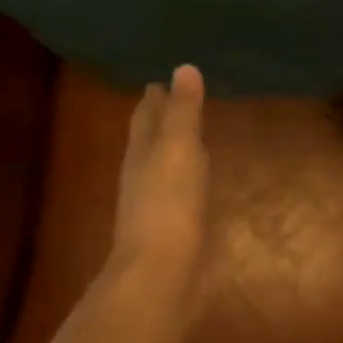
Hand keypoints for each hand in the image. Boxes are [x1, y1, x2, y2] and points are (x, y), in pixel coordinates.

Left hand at [107, 64, 209, 294]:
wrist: (161, 275)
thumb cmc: (168, 204)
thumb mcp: (178, 149)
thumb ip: (183, 111)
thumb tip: (183, 67)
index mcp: (141, 154)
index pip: (145, 117)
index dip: (153, 99)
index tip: (158, 80)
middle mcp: (144, 176)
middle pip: (149, 141)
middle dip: (159, 121)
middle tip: (174, 100)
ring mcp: (157, 205)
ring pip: (165, 166)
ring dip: (174, 149)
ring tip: (191, 136)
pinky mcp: (175, 229)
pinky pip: (182, 191)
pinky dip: (189, 177)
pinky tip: (200, 180)